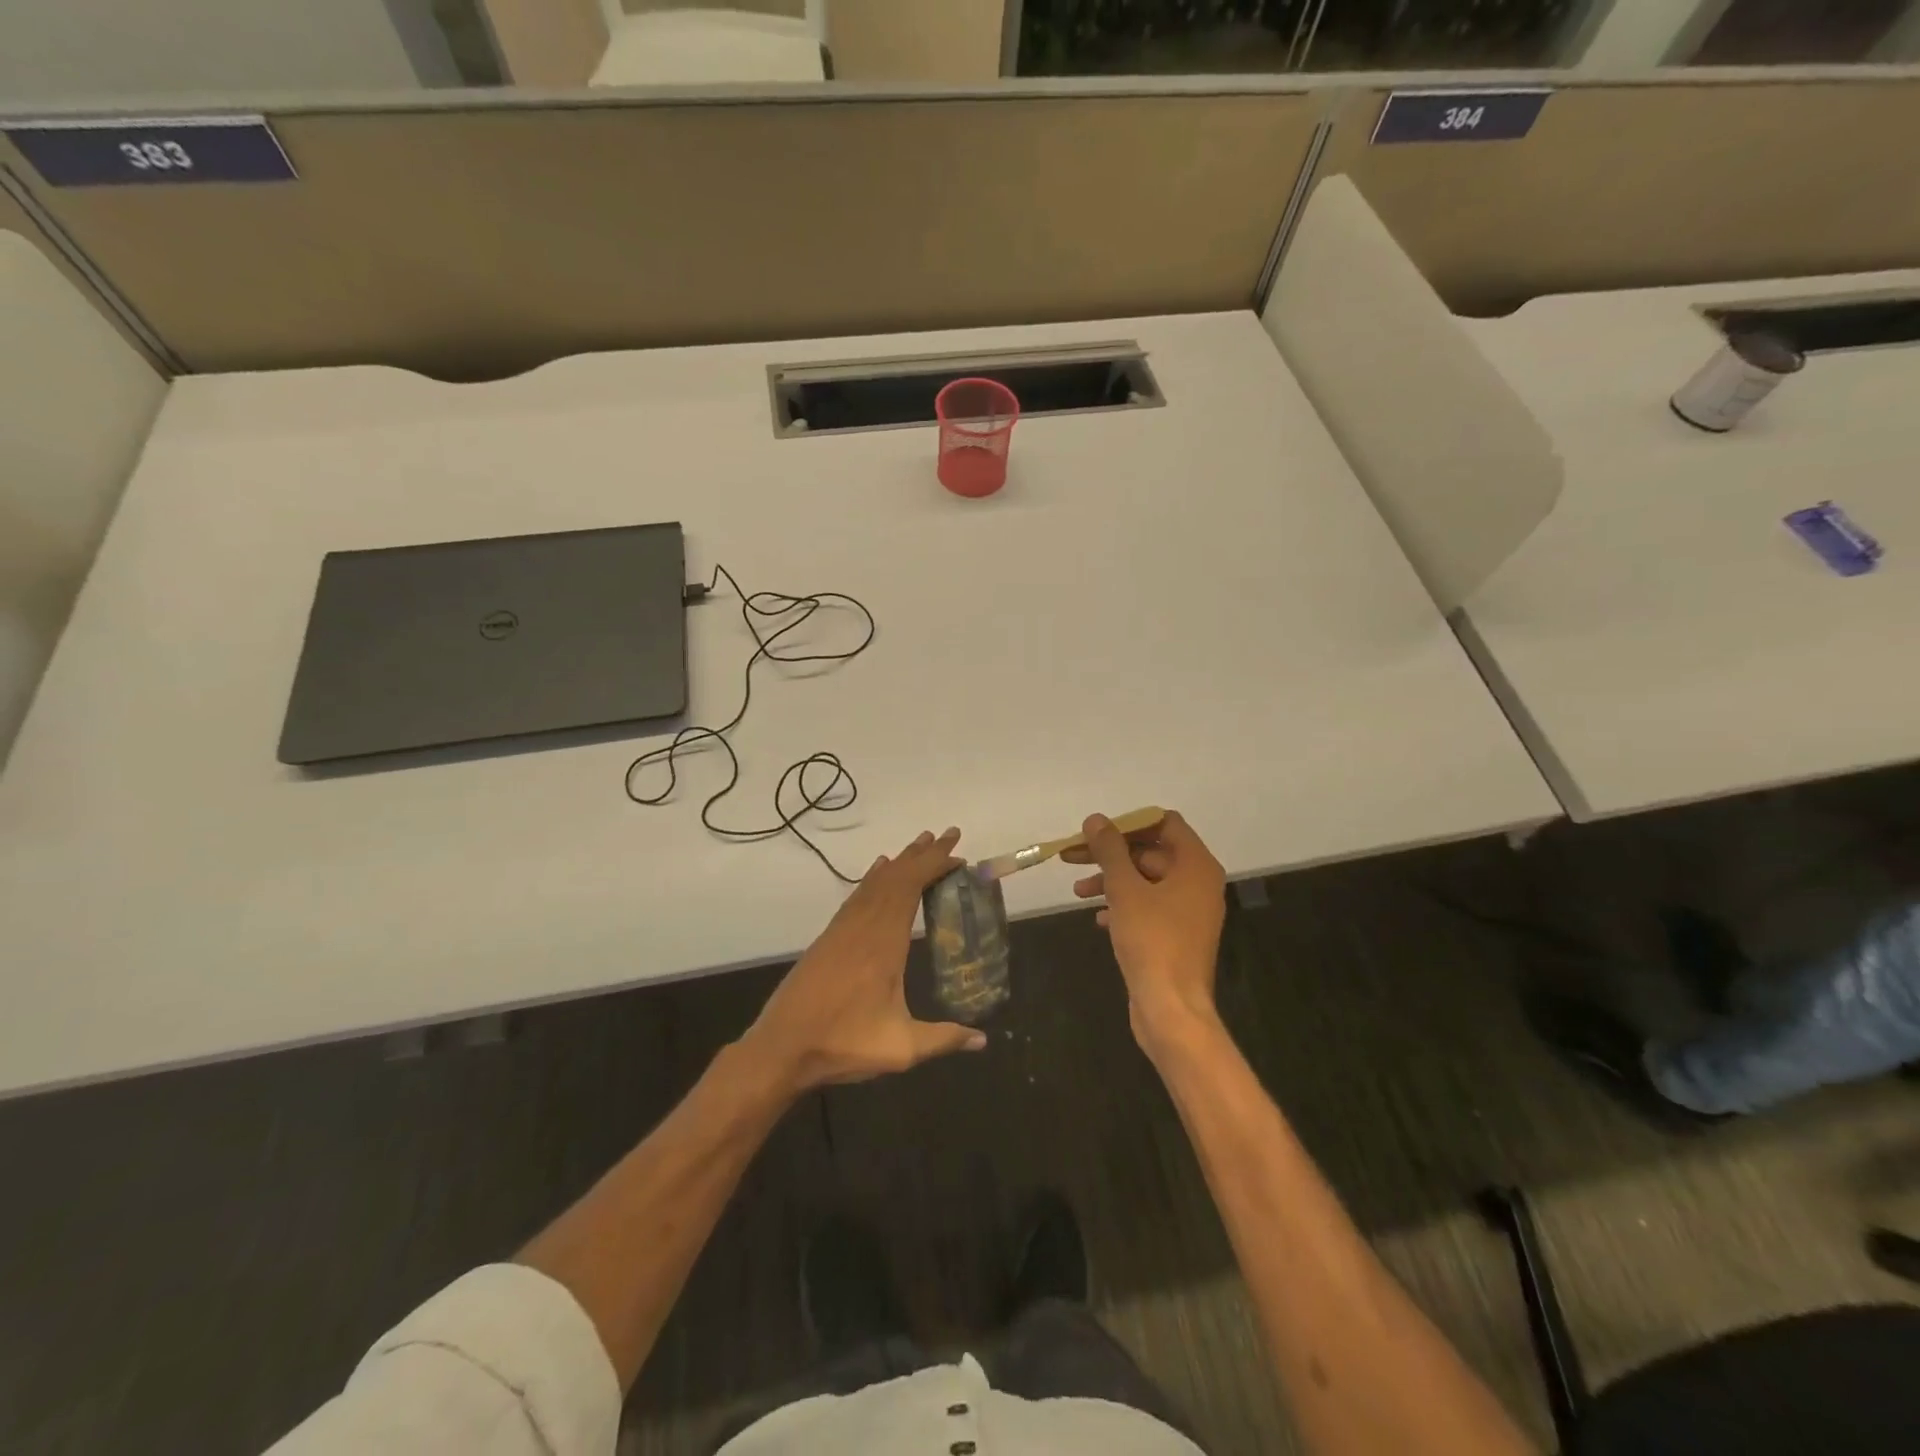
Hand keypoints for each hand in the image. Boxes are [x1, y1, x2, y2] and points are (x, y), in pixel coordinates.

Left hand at [742, 828, 987, 1092]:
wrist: (781, 1048)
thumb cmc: (843, 1043)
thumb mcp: (900, 1047)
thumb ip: (943, 1038)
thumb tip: (982, 1041)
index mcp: (884, 943)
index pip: (911, 888)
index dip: (934, 866)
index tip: (957, 854)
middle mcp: (863, 926)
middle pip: (895, 877)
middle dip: (923, 854)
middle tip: (948, 835)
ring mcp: (843, 929)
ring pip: (875, 882)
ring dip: (900, 862)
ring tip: (920, 845)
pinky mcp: (829, 937)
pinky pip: (857, 895)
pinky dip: (873, 877)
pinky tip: (879, 870)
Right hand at [1062, 811, 1225, 1052]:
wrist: (1171, 1009)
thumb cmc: (1152, 941)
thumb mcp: (1125, 889)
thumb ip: (1109, 850)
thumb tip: (1096, 820)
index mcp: (1196, 865)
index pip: (1165, 824)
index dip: (1129, 823)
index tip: (1097, 831)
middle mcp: (1198, 883)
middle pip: (1151, 852)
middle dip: (1111, 854)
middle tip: (1072, 858)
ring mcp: (1189, 912)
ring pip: (1146, 881)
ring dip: (1112, 880)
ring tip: (1078, 892)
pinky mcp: (1177, 936)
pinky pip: (1149, 908)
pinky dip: (1123, 906)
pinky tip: (1098, 918)